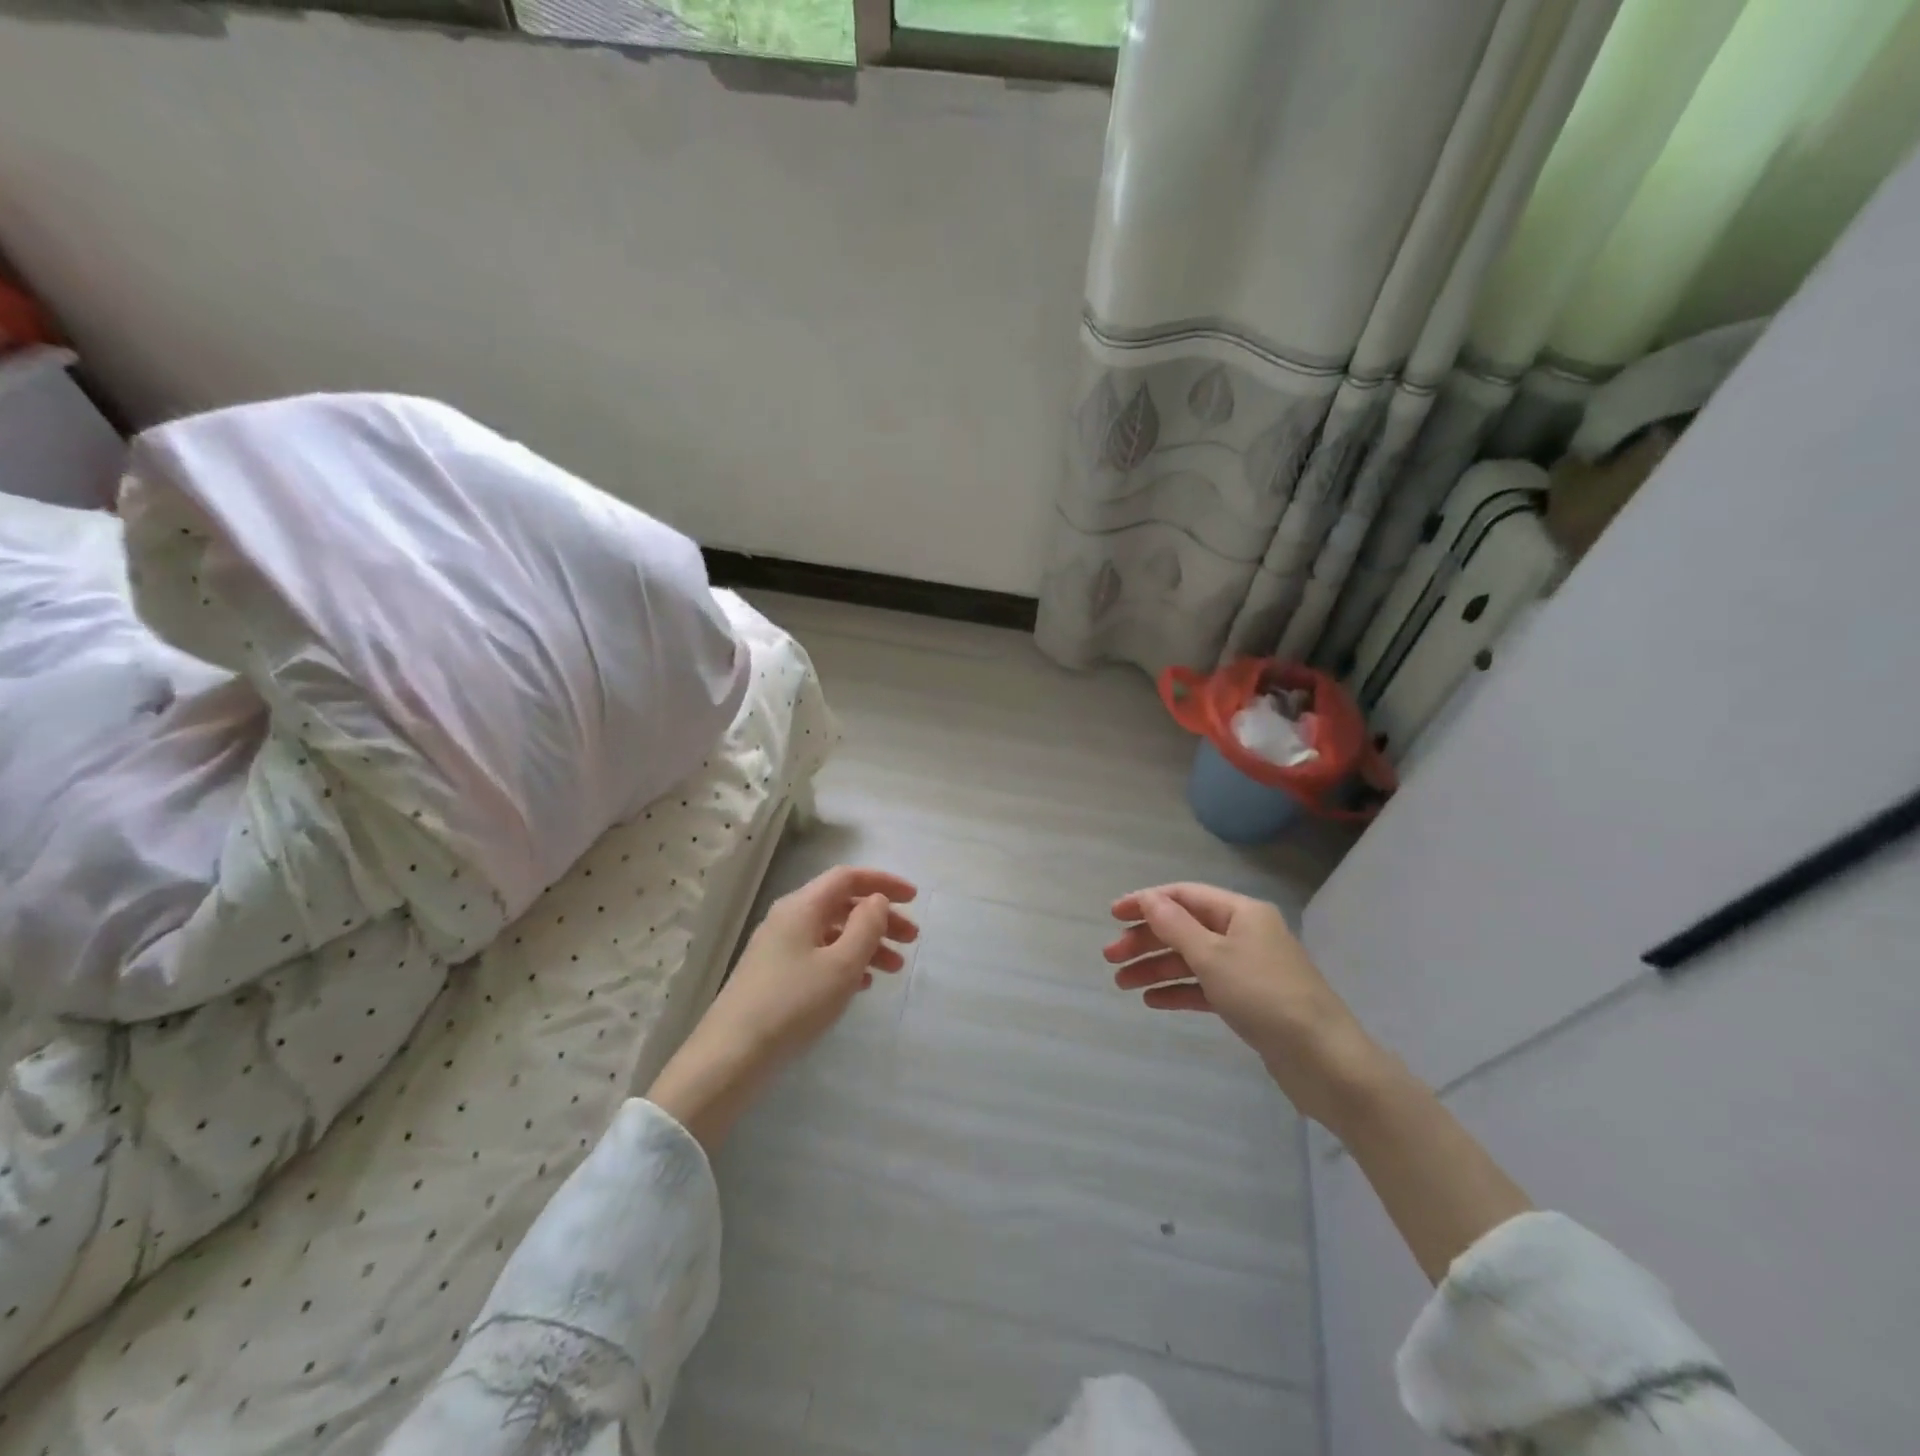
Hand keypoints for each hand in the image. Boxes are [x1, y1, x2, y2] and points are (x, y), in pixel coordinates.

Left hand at [648, 866, 917, 1150]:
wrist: (731, 1056)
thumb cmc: (793, 1004)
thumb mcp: (841, 964)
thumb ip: (866, 926)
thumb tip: (876, 900)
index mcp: (802, 906)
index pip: (848, 878)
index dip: (883, 882)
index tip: (914, 898)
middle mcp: (788, 919)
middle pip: (842, 905)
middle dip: (880, 917)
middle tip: (912, 939)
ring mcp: (779, 948)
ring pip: (833, 933)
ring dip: (867, 943)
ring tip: (895, 968)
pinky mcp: (774, 976)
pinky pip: (819, 955)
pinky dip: (846, 962)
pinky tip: (863, 983)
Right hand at [1105, 883, 1384, 1126]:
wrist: (1325, 1061)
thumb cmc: (1265, 997)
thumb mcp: (1213, 956)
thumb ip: (1175, 926)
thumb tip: (1148, 899)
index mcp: (1241, 913)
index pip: (1184, 896)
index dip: (1146, 902)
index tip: (1112, 915)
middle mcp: (1244, 934)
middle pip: (1185, 928)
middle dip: (1146, 940)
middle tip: (1110, 958)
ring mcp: (1247, 969)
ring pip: (1191, 959)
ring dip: (1156, 968)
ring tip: (1121, 983)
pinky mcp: (1249, 1001)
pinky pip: (1205, 987)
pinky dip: (1178, 991)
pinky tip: (1152, 1001)